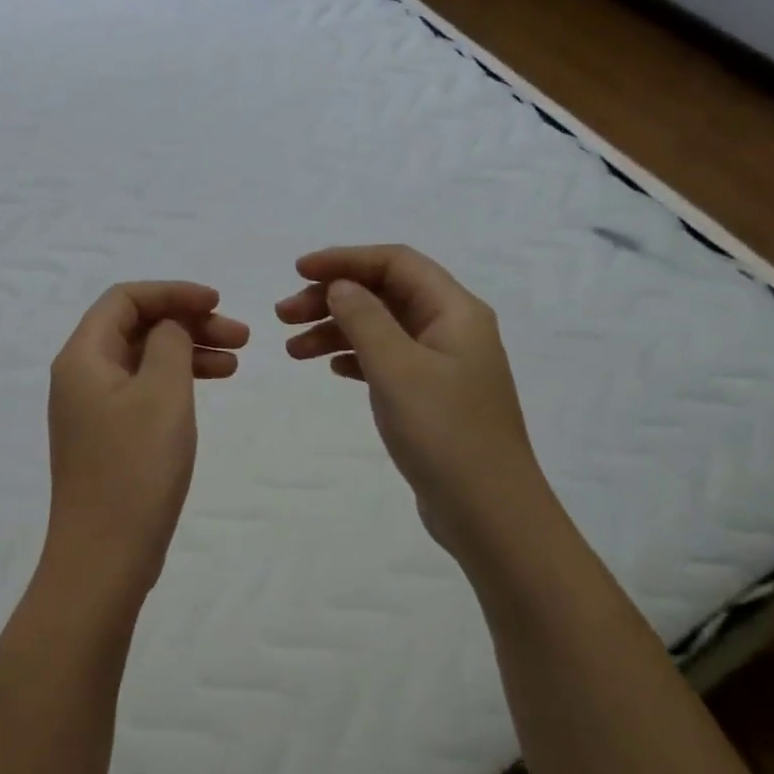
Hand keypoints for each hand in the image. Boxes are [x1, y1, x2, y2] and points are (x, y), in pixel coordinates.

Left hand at [44, 282, 248, 609]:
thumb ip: (170, 342)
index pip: (125, 298)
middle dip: (187, 322)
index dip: (173, 292)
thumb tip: (169, 325)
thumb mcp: (162, 393)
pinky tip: (208, 389)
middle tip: (241, 336)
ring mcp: (92, 408)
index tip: (218, 302)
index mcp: (82, 356)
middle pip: (135, 326)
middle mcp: (80, 375)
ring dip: (187, 351)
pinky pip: (143, 390)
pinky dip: (175, 382)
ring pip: (143, 359)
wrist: (104, 557)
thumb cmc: (135, 468)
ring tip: (235, 362)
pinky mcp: (107, 436)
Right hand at [277, 245, 547, 560]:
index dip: (345, 259)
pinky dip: (355, 357)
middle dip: (332, 297)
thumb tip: (340, 285)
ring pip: (381, 328)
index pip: (395, 262)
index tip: (298, 271)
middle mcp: (452, 328)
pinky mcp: (432, 396)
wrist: (489, 515)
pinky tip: (330, 368)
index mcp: (454, 311)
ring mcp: (443, 364)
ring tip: (292, 349)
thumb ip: (365, 318)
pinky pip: (387, 360)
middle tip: (283, 315)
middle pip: (385, 293)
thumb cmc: (444, 433)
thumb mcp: (397, 368)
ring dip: (336, 329)